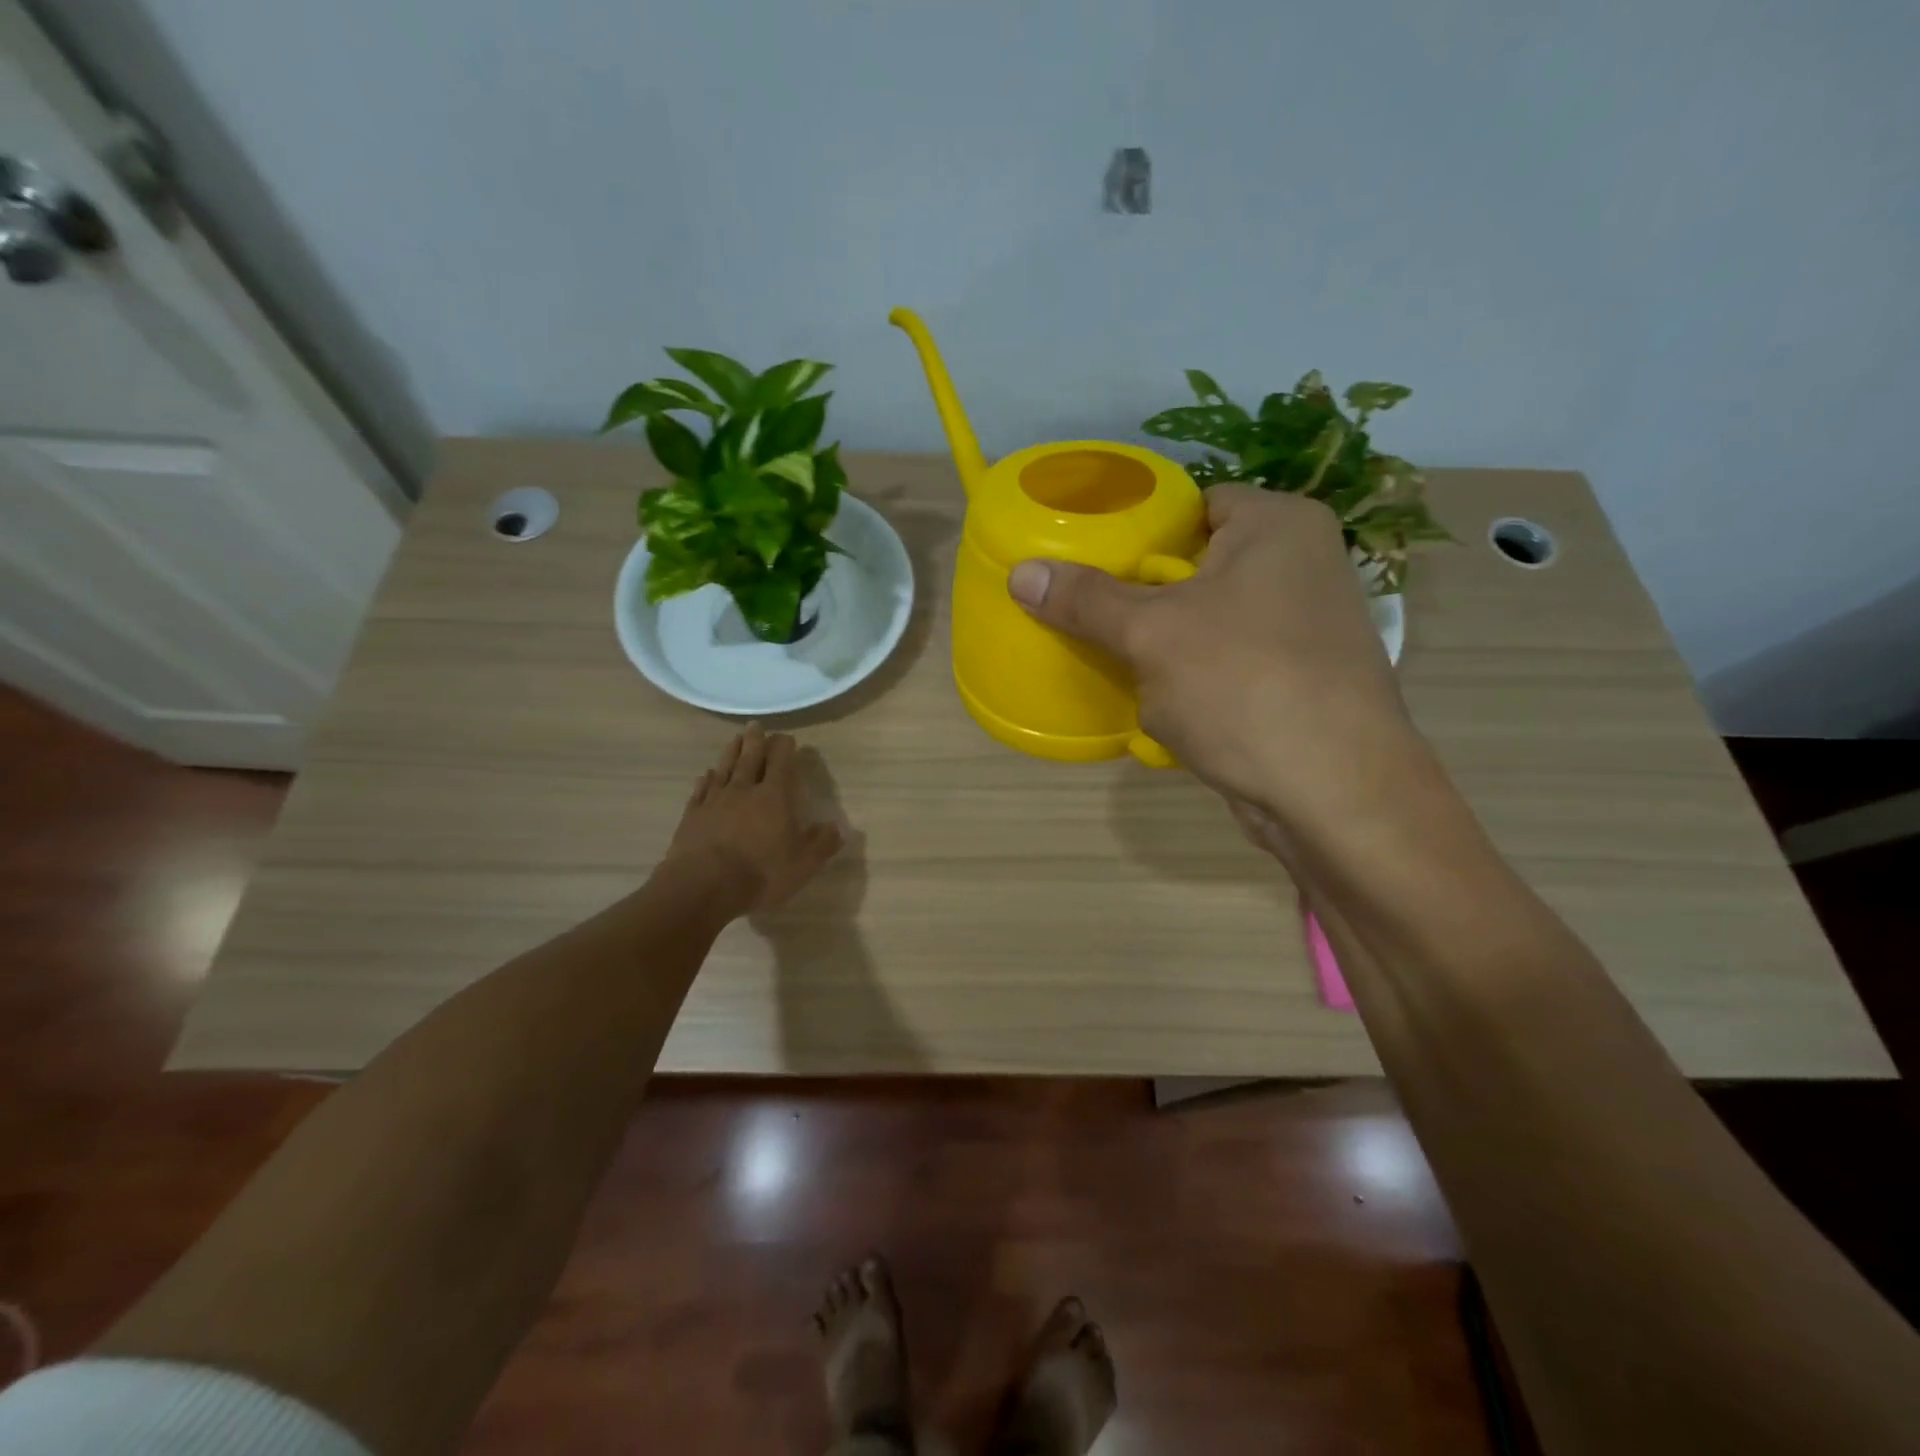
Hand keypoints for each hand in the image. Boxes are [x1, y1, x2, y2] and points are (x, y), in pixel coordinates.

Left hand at [665, 725, 842, 916]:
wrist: (703, 886)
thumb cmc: (760, 873)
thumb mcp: (803, 864)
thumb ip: (822, 844)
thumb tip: (837, 828)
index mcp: (774, 797)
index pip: (781, 763)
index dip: (784, 748)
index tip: (787, 738)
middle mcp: (744, 791)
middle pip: (750, 758)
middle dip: (756, 741)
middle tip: (756, 725)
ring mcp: (714, 802)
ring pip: (724, 769)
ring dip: (731, 752)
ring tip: (735, 739)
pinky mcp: (692, 816)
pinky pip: (701, 791)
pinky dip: (705, 780)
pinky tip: (706, 774)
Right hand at [1007, 485, 1417, 824]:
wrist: (1332, 792)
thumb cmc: (1243, 684)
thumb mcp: (1151, 635)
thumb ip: (1086, 600)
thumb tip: (1021, 573)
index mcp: (1279, 526)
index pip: (1194, 505)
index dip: (1139, 530)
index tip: (1091, 561)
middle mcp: (1302, 567)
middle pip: (1197, 568)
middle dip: (1144, 600)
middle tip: (1091, 616)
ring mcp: (1304, 630)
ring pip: (1208, 625)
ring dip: (1164, 649)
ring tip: (1116, 663)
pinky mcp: (1296, 684)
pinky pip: (1226, 668)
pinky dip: (1193, 684)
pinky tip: (1160, 708)